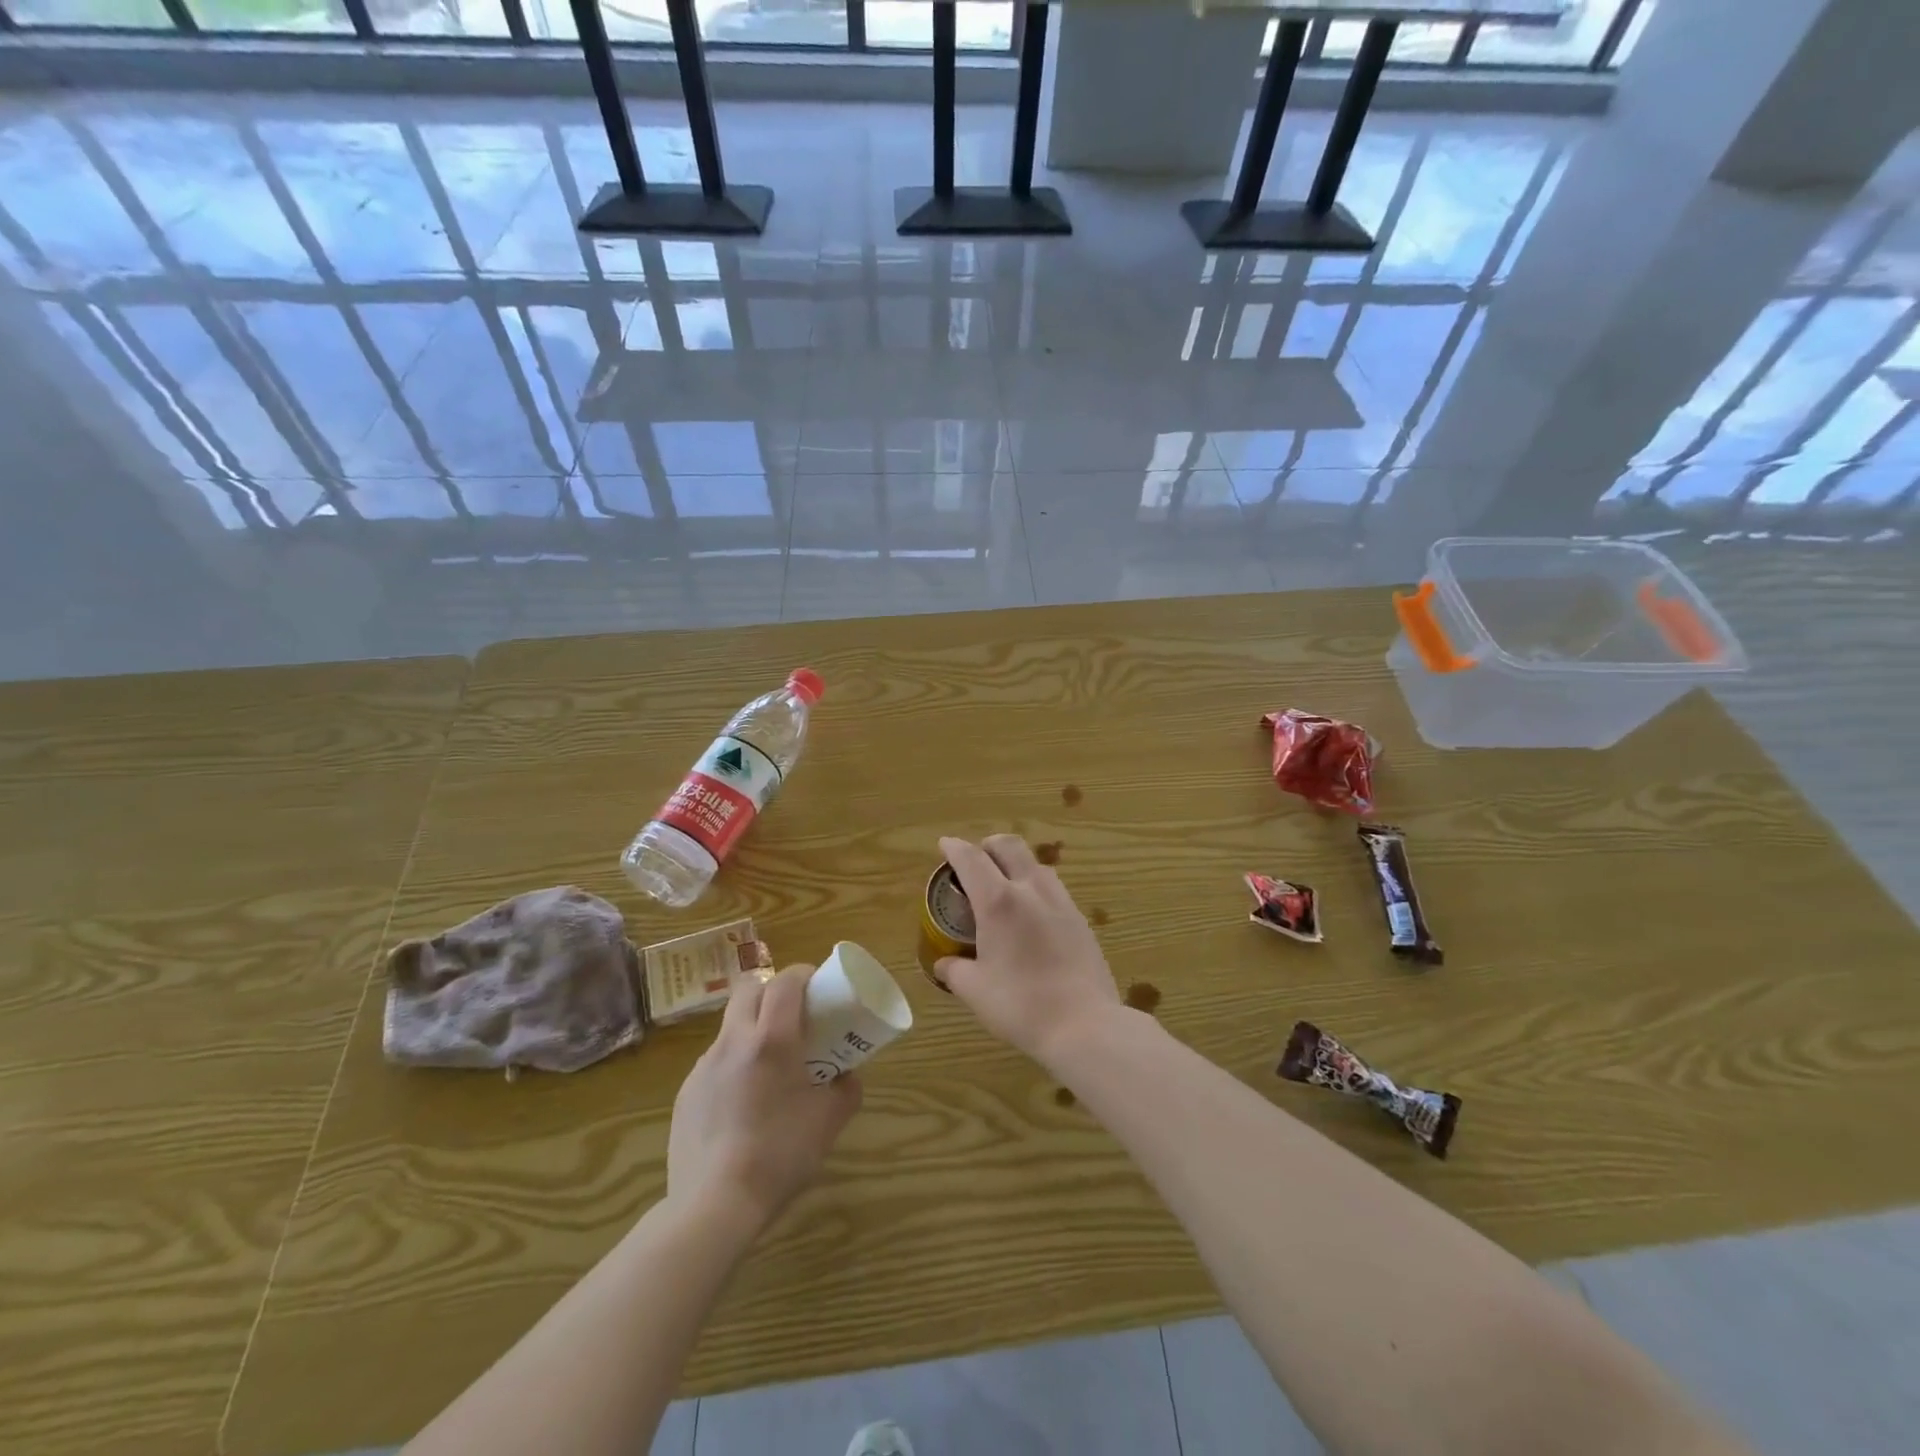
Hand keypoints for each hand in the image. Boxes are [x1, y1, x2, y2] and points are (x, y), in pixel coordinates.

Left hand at [667, 964, 861, 1231]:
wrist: (713, 1206)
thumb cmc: (780, 1155)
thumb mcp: (830, 1120)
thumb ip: (846, 1089)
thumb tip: (847, 1076)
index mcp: (771, 1039)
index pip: (785, 982)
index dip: (803, 974)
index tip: (817, 985)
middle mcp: (734, 1041)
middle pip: (750, 989)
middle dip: (772, 991)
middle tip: (793, 1015)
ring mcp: (704, 1066)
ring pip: (730, 1026)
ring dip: (752, 1029)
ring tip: (769, 1066)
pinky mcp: (687, 1093)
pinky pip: (715, 1062)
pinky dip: (734, 1066)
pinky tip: (743, 1104)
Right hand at [936, 834, 1120, 1070]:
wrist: (1084, 1024)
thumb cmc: (1021, 1005)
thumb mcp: (975, 991)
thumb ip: (954, 971)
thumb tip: (943, 964)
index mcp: (998, 901)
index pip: (971, 859)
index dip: (954, 847)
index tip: (944, 845)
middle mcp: (1030, 890)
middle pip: (1009, 846)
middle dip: (988, 845)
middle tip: (976, 860)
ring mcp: (1061, 901)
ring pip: (1035, 863)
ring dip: (1015, 864)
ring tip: (1004, 887)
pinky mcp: (1080, 919)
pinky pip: (1053, 887)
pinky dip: (1035, 887)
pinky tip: (1032, 914)